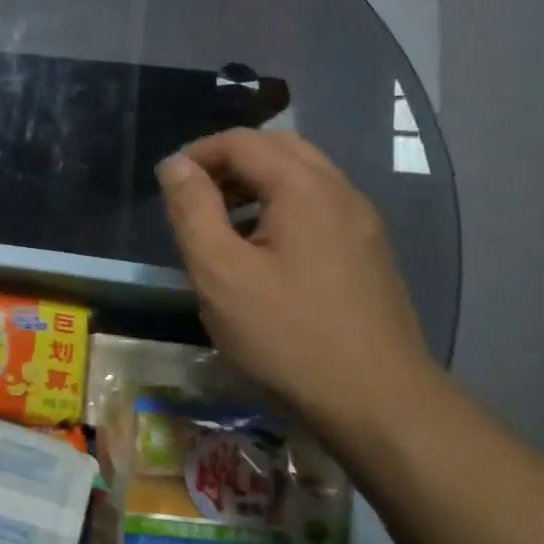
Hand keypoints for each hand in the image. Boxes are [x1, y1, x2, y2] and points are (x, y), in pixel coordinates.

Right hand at [156, 129, 439, 445]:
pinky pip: (318, 208)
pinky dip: (280, 208)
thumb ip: (193, 210)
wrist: (376, 401)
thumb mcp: (220, 272)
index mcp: (305, 188)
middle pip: (279, 149)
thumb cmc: (286, 335)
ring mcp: (362, 224)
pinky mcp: (368, 253)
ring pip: (302, 178)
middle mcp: (341, 192)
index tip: (167, 184)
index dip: (198, 153)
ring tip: (219, 222)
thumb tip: (176, 165)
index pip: (244, 142)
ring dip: (255, 184)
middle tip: (193, 195)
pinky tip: (260, 251)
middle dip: (229, 162)